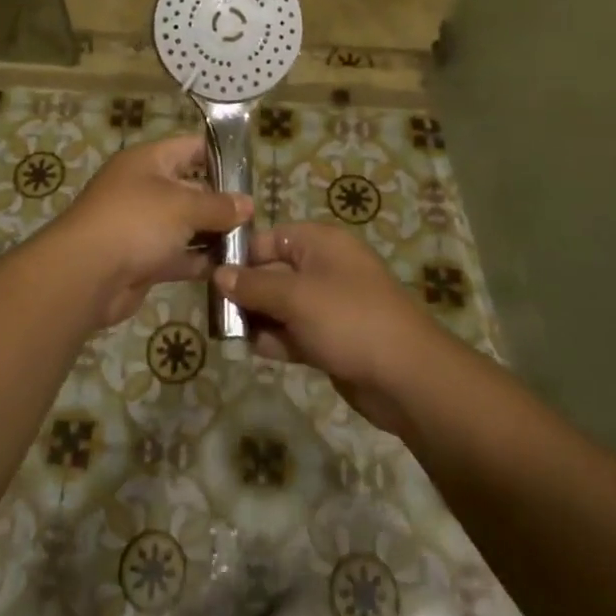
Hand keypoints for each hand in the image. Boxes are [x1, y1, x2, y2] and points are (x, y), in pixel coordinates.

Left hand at [47, 134, 251, 327]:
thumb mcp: (183, 206)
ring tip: (251, 244)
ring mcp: (143, 225)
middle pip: (192, 188)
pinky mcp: (143, 259)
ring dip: (214, 234)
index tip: (251, 172)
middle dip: (223, 201)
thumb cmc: (136, 222)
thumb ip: (218, 205)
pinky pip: (178, 255)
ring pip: (186, 225)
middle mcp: (145, 188)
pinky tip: (229, 268)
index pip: (191, 147)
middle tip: (258, 216)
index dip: (221, 155)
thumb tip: (247, 204)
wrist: (85, 275)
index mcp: (149, 161)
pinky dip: (199, 261)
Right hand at [215, 223, 447, 435]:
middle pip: (272, 272)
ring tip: (228, 332)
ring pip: (281, 305)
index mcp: (320, 243)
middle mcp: (324, 268)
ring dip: (258, 317)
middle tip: (213, 310)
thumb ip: (254, 286)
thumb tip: (219, 274)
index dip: (240, 255)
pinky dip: (276, 339)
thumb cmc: (349, 319)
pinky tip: (254, 349)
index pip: (269, 239)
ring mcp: (329, 305)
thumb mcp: (295, 297)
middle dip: (245, 291)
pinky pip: (295, 332)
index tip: (208, 276)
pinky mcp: (331, 338)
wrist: (407, 376)